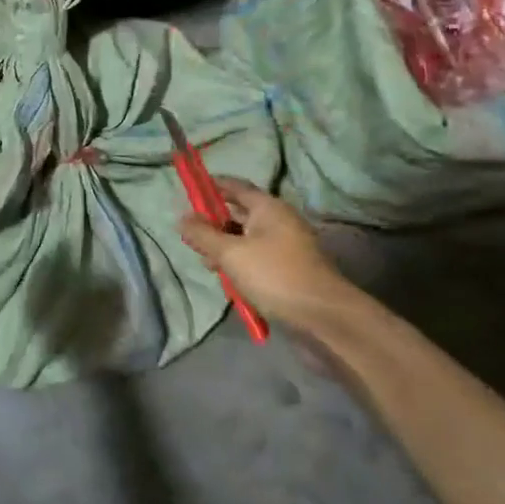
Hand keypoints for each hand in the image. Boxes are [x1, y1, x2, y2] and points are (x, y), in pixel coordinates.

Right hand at [178, 179, 379, 339]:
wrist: (323, 317)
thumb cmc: (274, 275)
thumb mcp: (231, 254)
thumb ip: (203, 235)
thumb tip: (181, 218)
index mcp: (268, 208)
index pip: (235, 186)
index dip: (211, 185)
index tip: (188, 189)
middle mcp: (278, 222)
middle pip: (239, 214)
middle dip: (213, 222)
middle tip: (189, 234)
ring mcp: (285, 247)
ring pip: (246, 239)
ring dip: (224, 248)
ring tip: (205, 261)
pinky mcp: (287, 271)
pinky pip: (256, 259)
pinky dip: (239, 264)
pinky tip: (226, 280)